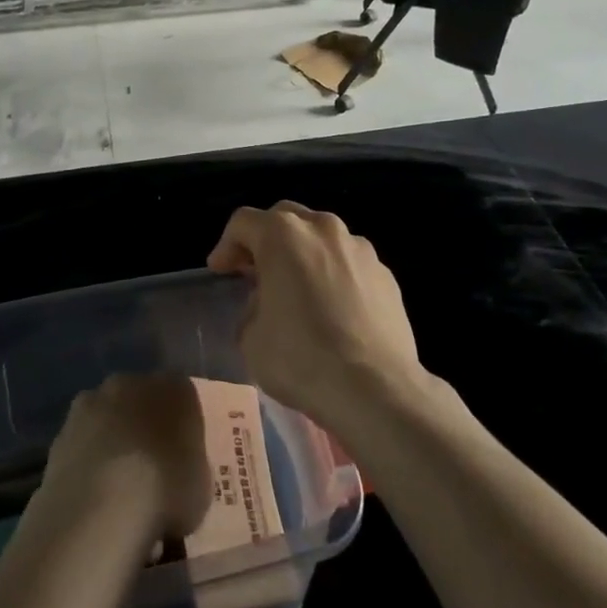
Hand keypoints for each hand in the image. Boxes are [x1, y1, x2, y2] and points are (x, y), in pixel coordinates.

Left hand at [39, 373, 212, 545]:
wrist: (101, 508)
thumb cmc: (167, 491)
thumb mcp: (201, 486)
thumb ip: (189, 466)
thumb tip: (178, 471)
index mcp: (174, 388)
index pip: (182, 396)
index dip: (182, 426)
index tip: (182, 456)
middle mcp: (131, 382)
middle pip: (140, 399)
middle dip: (142, 425)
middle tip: (150, 466)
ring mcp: (90, 403)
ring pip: (107, 417)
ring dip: (110, 439)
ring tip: (117, 486)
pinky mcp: (60, 431)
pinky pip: (82, 443)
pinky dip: (86, 461)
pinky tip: (92, 495)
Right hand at [207, 202, 425, 440]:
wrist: (376, 389)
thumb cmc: (302, 358)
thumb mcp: (251, 338)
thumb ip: (252, 307)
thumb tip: (267, 304)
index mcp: (283, 235)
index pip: (243, 222)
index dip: (226, 245)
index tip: (220, 271)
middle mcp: (323, 229)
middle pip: (285, 218)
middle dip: (266, 240)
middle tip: (255, 271)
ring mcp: (359, 249)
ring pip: (322, 237)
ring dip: (303, 254)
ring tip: (297, 288)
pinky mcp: (386, 274)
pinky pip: (349, 263)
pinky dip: (334, 274)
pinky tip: (333, 308)